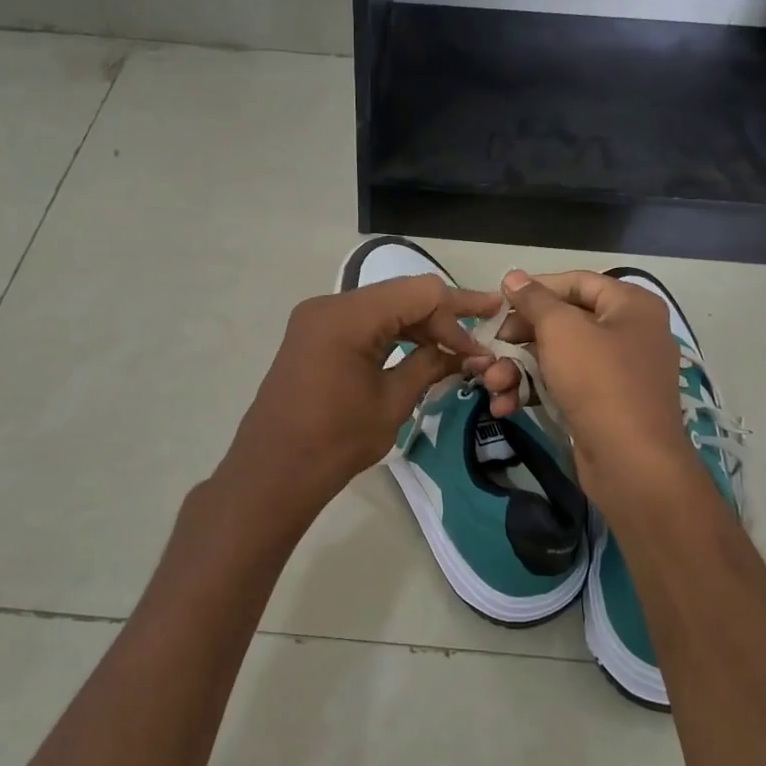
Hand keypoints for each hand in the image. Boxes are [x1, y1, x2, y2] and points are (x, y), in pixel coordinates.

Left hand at [216, 275, 502, 525]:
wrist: (272, 472)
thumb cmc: (335, 441)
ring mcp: (317, 319)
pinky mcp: (313, 336)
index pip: (420, 292)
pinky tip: (420, 351)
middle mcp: (330, 305)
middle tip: (479, 341)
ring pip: (382, 307)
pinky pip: (362, 322)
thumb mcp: (393, 402)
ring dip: (419, 325)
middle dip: (442, 317)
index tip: (492, 326)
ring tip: (456, 349)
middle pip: (401, 295)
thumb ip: (430, 366)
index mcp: (348, 316)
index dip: (460, 308)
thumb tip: (466, 353)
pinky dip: (393, 333)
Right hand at [468, 270, 696, 495]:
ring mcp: (618, 373)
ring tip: (489, 382)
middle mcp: (629, 333)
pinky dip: (534, 392)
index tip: (499, 302)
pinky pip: (564, 386)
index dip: (535, 288)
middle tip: (489, 347)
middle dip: (519, 338)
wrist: (632, 463)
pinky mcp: (604, 406)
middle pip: (563, 322)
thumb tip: (513, 276)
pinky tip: (504, 405)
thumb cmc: (599, 381)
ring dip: (518, 369)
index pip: (576, 282)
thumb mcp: (561, 331)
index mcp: (631, 306)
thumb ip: (534, 300)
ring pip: (558, 358)